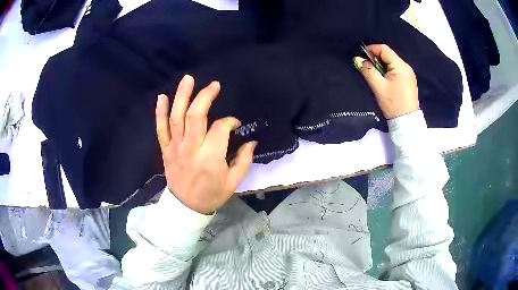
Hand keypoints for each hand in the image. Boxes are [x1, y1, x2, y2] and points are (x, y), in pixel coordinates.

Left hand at [155, 75, 257, 214]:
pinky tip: (161, 97)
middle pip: (196, 116)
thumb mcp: (234, 182)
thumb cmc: (212, 195)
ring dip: (182, 97)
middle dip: (205, 97)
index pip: (220, 129)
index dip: (230, 122)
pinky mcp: (166, 150)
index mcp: (210, 158)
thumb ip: (244, 160)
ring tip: (188, 79)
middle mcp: (191, 149)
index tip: (235, 124)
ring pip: (177, 118)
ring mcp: (175, 148)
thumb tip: (252, 141)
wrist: (187, 208)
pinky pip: (160, 129)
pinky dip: (159, 113)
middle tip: (214, 85)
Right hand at [353, 44, 418, 119]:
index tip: (362, 57)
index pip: (384, 49)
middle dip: (376, 58)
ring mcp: (409, 74)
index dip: (371, 49)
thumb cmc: (393, 104)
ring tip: (375, 75)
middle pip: (388, 55)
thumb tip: (358, 59)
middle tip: (367, 67)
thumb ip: (368, 71)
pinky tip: (384, 80)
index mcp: (400, 66)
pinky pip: (396, 69)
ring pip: (392, 62)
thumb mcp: (378, 87)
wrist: (406, 121)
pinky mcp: (409, 80)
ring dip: (382, 65)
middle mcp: (406, 67)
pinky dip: (388, 71)